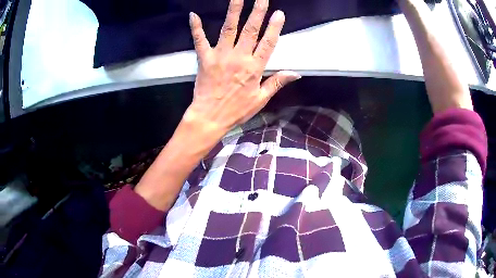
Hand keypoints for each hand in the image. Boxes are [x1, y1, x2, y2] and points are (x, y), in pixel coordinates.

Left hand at [183, 0, 300, 140]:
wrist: (210, 117)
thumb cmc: (236, 110)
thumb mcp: (261, 99)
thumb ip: (277, 82)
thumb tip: (296, 73)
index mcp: (254, 67)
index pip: (268, 42)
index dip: (274, 27)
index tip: (279, 13)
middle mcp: (239, 57)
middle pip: (250, 30)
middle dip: (257, 11)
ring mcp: (220, 56)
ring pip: (229, 28)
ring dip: (234, 11)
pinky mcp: (204, 58)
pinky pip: (200, 40)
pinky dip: (196, 27)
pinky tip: (193, 15)